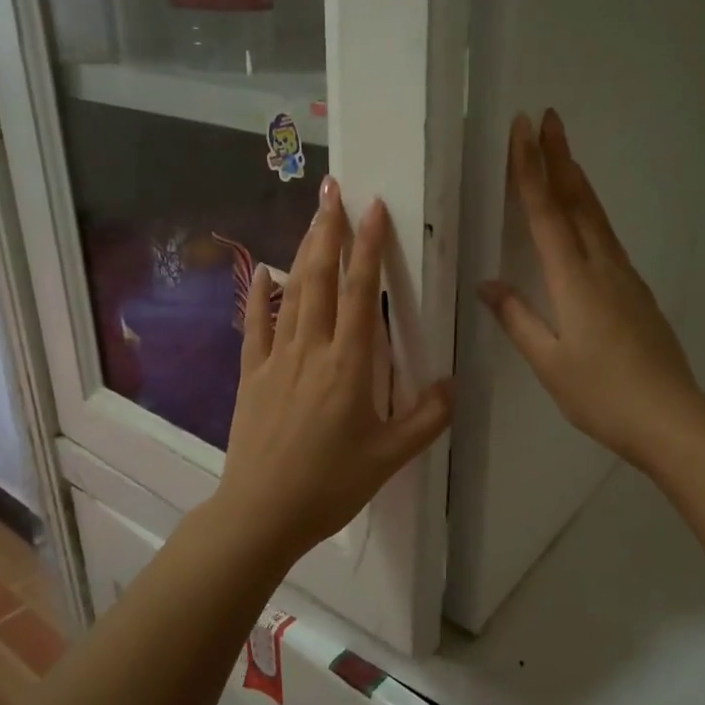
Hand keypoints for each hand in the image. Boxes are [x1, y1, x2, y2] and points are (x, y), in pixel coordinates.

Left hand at [214, 176, 453, 563]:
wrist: (262, 513)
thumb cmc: (330, 486)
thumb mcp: (389, 458)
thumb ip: (427, 419)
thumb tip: (453, 384)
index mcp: (349, 365)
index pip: (360, 292)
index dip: (368, 247)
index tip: (374, 209)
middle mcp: (312, 349)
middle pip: (320, 278)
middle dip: (329, 230)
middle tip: (334, 190)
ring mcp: (277, 359)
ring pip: (291, 292)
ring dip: (302, 251)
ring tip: (313, 217)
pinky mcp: (252, 375)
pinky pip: (255, 325)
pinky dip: (260, 294)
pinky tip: (264, 271)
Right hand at [480, 109, 704, 472]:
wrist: (670, 417)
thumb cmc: (601, 394)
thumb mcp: (549, 362)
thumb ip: (517, 318)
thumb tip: (488, 284)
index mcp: (574, 281)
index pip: (547, 213)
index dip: (531, 170)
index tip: (523, 130)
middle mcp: (602, 267)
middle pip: (577, 202)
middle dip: (559, 157)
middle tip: (548, 118)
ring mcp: (625, 277)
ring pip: (597, 217)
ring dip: (578, 180)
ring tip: (564, 154)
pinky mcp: (637, 291)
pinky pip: (608, 238)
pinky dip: (591, 213)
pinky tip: (587, 216)